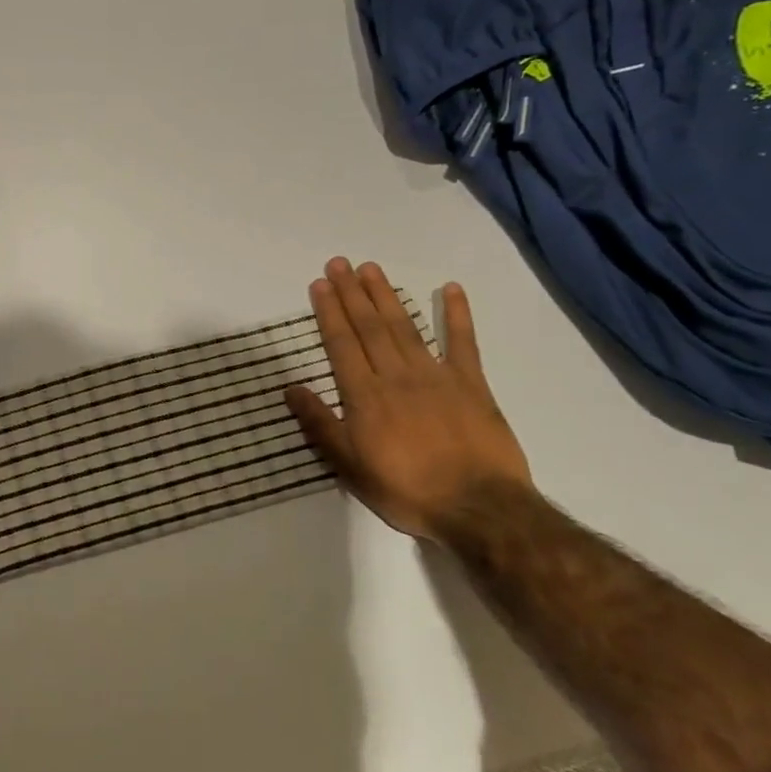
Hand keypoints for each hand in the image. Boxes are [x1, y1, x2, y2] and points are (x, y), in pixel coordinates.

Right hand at [285, 258, 530, 540]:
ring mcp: (436, 376)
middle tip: (340, 262)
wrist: (479, 509)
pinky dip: (457, 314)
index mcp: (365, 396)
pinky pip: (463, 343)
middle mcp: (397, 375)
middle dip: (352, 293)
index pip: (342, 344)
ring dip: (387, 295)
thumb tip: (291, 388)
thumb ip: (320, 425)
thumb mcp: (350, 467)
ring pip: (405, 327)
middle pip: (370, 326)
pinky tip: (450, 289)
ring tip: (372, 268)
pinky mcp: (472, 384)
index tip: (320, 283)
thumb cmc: (406, 490)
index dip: (329, 312)